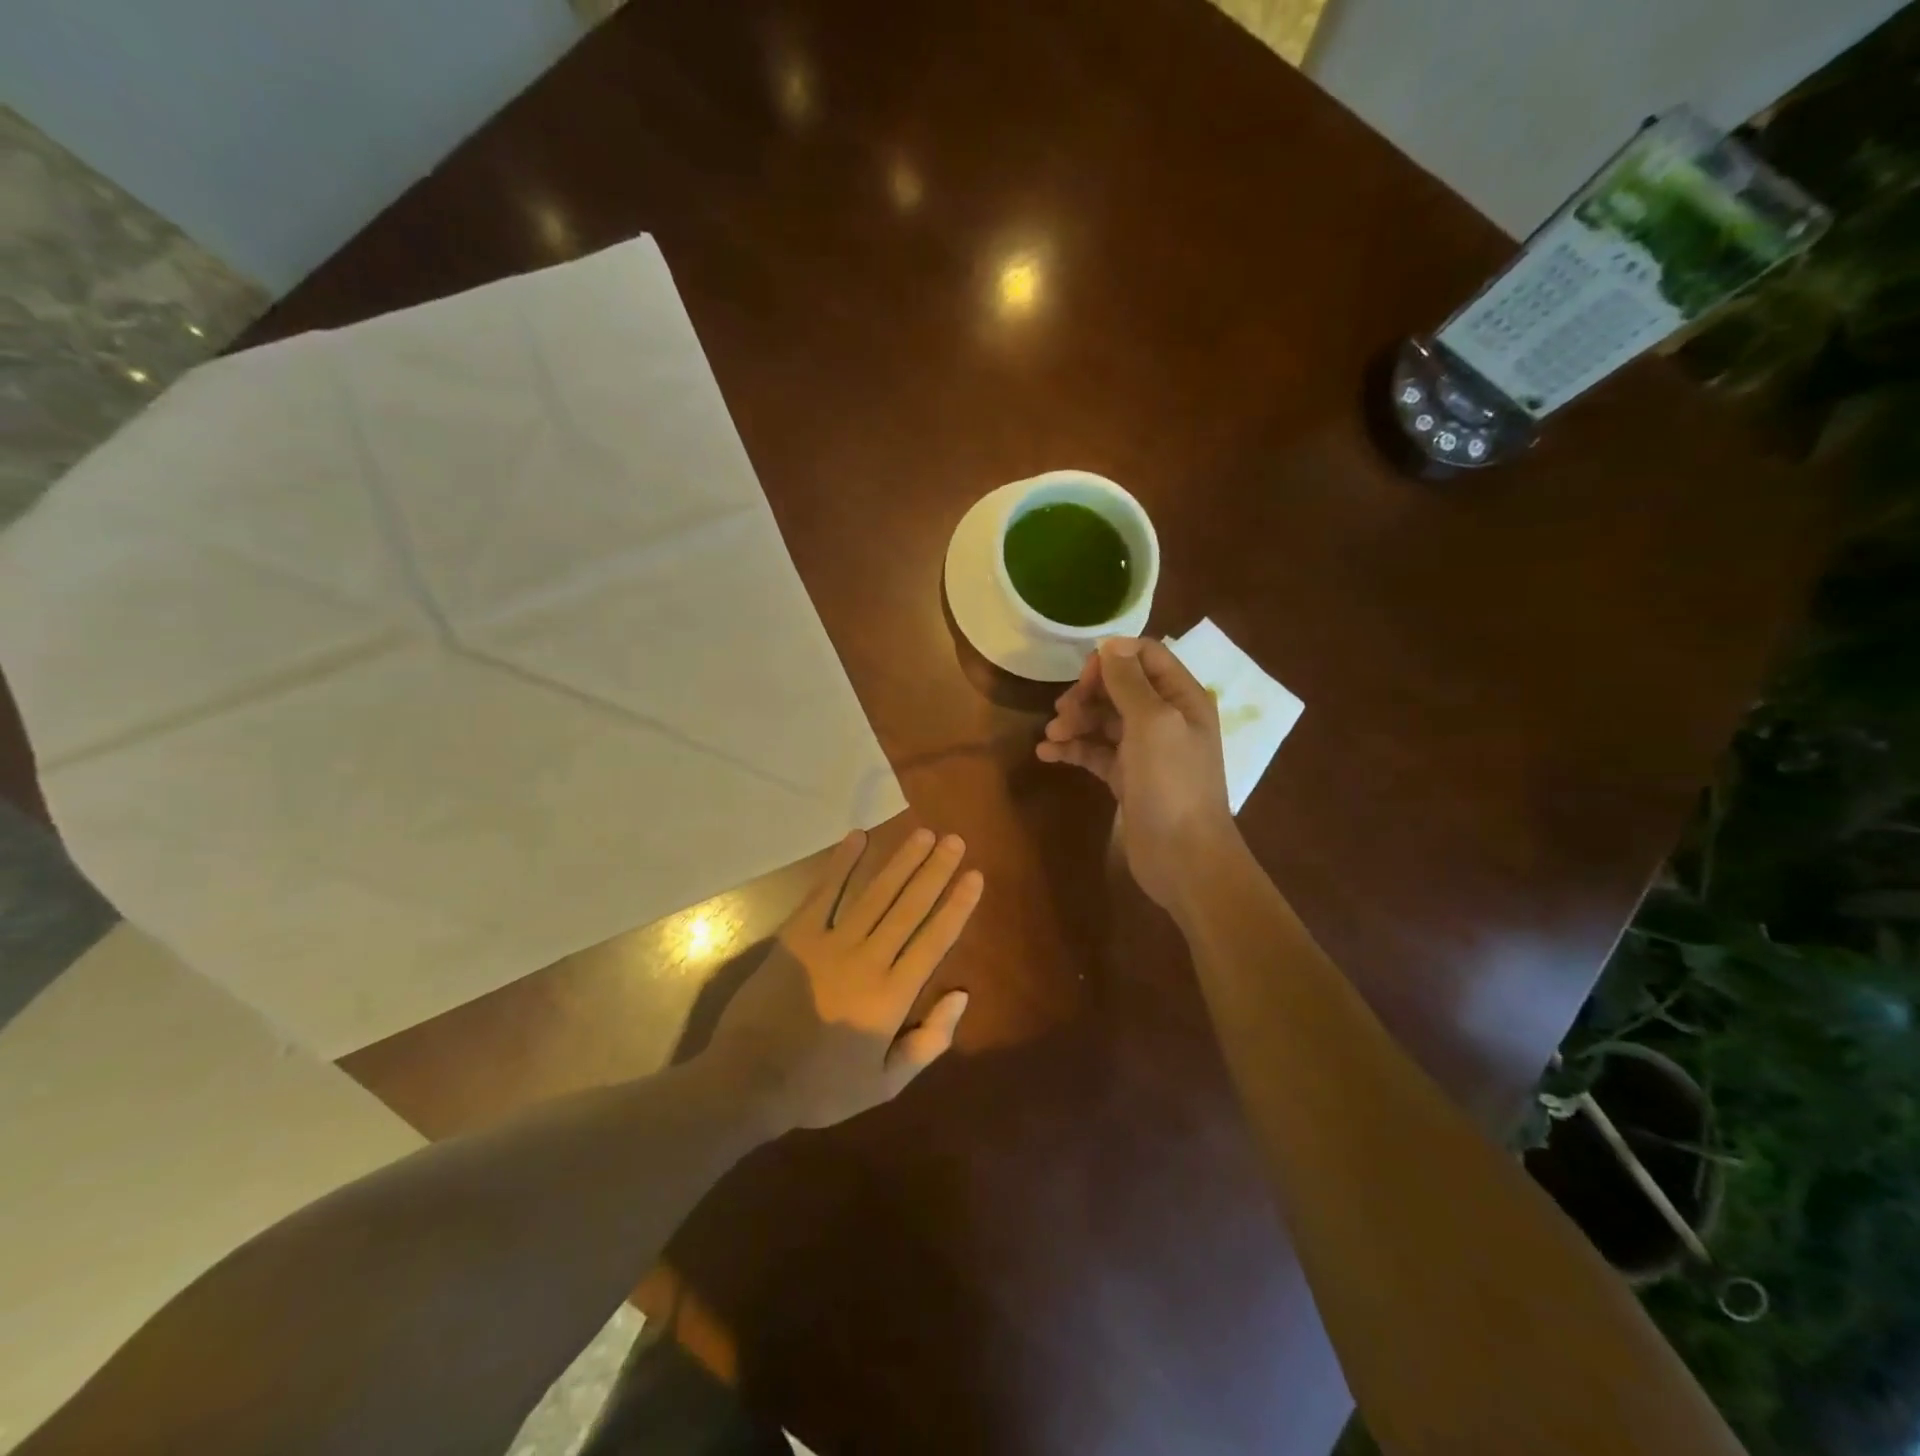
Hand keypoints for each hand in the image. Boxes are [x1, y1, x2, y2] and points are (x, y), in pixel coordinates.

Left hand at [706, 828, 981, 1132]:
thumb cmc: (821, 1087)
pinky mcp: (797, 935)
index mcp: (892, 996)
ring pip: (875, 893)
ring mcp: (830, 943)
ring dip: (901, 861)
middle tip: (954, 840)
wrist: (749, 1081)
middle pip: (909, 907)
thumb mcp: (885, 1084)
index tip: (974, 876)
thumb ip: (928, 1042)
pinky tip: (858, 838)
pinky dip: (842, 864)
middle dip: (935, 870)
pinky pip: (824, 892)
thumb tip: (962, 995)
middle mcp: (868, 960)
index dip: (956, 905)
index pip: (934, 940)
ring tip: (923, 834)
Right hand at [1036, 637, 1239, 910]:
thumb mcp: (1153, 723)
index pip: (1146, 657)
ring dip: (1075, 722)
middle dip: (1088, 694)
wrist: (1184, 857)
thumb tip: (1110, 643)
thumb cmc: (1173, 783)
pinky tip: (1047, 754)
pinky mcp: (1126, 778)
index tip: (1084, 676)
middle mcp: (1165, 719)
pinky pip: (1095, 753)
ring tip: (1051, 736)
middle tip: (1062, 711)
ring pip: (1103, 721)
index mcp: (1182, 698)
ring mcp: (1145, 751)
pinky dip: (1072, 749)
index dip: (1113, 659)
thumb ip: (1129, 682)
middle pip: (1119, 688)